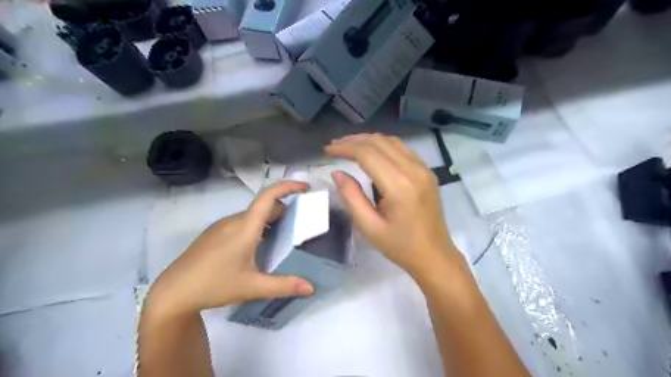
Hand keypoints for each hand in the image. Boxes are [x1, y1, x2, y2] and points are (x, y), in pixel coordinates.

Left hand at [143, 181, 314, 319]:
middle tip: (299, 226)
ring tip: (281, 240)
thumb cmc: (214, 285)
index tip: (305, 188)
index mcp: (245, 226)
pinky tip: (256, 249)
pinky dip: (257, 227)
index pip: (269, 196)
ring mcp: (222, 226)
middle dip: (284, 211)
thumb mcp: (253, 287)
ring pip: (253, 215)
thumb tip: (311, 288)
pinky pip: (242, 223)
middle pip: (264, 206)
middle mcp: (234, 220)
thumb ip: (284, 286)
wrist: (173, 292)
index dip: (288, 187)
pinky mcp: (214, 234)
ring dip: (270, 221)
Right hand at [325, 133, 461, 276]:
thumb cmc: (400, 246)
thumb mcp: (370, 227)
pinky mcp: (427, 172)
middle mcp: (414, 170)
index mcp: (399, 186)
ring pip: (392, 142)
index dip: (345, 148)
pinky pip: (403, 149)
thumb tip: (337, 173)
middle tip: (335, 146)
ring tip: (349, 145)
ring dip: (368, 140)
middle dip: (354, 141)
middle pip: (379, 142)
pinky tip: (372, 151)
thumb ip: (352, 197)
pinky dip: (383, 145)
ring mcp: (424, 169)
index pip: (367, 154)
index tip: (328, 150)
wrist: (435, 255)